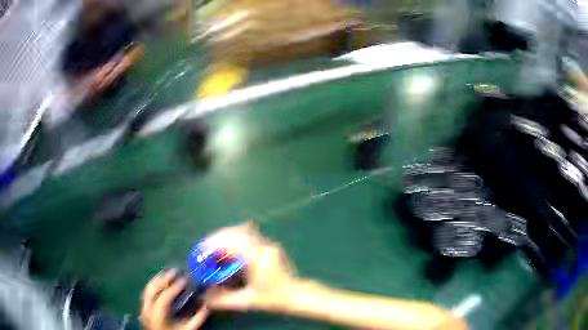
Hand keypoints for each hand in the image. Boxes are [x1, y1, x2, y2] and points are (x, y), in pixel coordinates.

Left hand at [140, 269, 208, 329]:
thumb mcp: (188, 329)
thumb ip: (197, 319)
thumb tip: (206, 306)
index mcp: (157, 315)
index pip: (165, 297)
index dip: (174, 287)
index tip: (184, 279)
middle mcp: (147, 309)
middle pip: (152, 289)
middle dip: (163, 278)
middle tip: (175, 271)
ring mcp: (144, 308)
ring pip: (148, 289)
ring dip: (157, 280)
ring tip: (168, 273)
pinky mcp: (144, 308)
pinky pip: (147, 293)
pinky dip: (154, 286)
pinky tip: (161, 283)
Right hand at [204, 222, 299, 311]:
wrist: (297, 295)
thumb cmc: (274, 298)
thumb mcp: (247, 301)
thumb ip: (224, 300)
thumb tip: (204, 299)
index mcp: (256, 258)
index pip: (230, 242)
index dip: (213, 245)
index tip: (201, 253)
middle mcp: (262, 246)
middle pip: (234, 232)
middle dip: (216, 239)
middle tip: (205, 251)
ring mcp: (266, 243)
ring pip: (240, 230)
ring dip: (225, 237)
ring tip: (215, 251)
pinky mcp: (268, 245)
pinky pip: (247, 234)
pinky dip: (234, 239)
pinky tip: (229, 252)